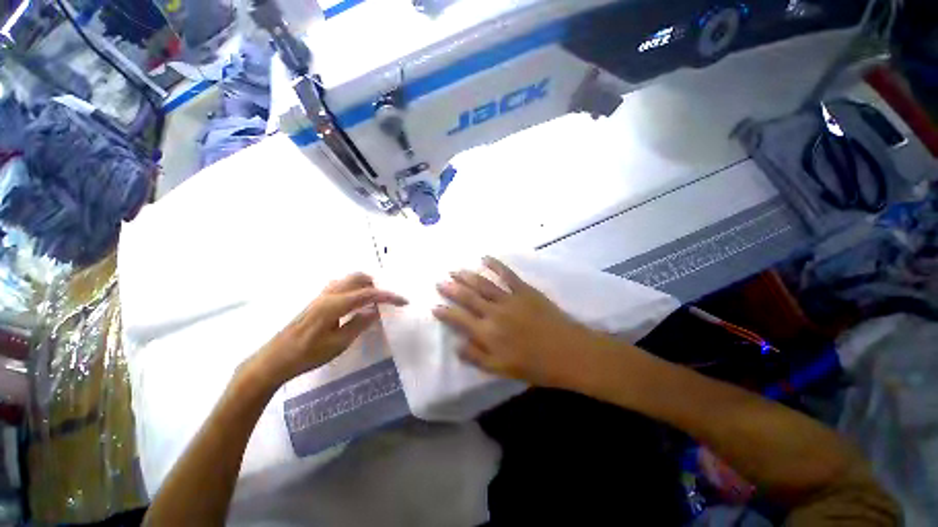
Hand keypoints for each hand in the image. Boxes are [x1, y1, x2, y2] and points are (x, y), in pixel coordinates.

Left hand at [250, 273, 406, 386]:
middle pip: (357, 277)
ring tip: (374, 300)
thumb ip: (359, 324)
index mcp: (335, 305)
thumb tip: (375, 311)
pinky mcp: (317, 301)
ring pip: (348, 279)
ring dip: (364, 285)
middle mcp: (329, 294)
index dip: (389, 296)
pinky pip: (341, 286)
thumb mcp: (338, 344)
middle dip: (376, 284)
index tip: (403, 301)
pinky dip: (354, 288)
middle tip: (386, 299)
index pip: (369, 294)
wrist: (274, 360)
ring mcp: (321, 296)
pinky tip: (355, 303)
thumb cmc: (307, 355)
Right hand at [432, 257, 615, 388]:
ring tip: (456, 270)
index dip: (445, 312)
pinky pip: (507, 274)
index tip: (434, 305)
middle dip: (452, 289)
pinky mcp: (525, 290)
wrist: (569, 353)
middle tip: (440, 281)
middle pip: (468, 297)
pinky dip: (496, 265)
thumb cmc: (536, 366)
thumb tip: (456, 345)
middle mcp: (494, 313)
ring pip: (483, 284)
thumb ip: (477, 357)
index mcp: (488, 334)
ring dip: (468, 276)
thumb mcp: (502, 369)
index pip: (459, 320)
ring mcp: (510, 299)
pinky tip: (485, 258)